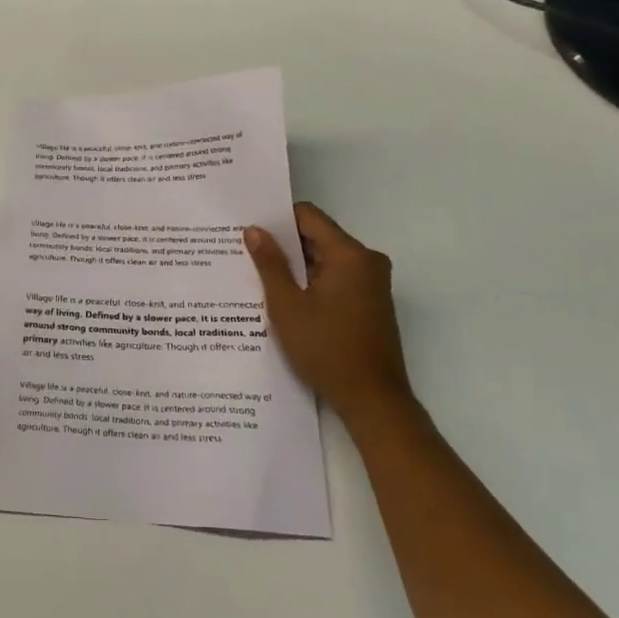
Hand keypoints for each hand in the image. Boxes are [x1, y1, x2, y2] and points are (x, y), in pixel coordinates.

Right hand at [244, 203, 412, 430]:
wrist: (373, 400)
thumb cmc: (326, 349)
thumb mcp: (287, 306)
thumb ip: (270, 264)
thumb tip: (255, 230)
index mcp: (349, 255)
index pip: (308, 216)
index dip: (277, 220)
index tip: (250, 231)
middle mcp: (367, 261)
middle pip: (318, 236)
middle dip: (284, 245)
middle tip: (245, 252)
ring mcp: (372, 283)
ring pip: (325, 259)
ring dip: (296, 266)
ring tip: (259, 276)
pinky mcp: (371, 302)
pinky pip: (336, 278)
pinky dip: (311, 282)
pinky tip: (286, 299)